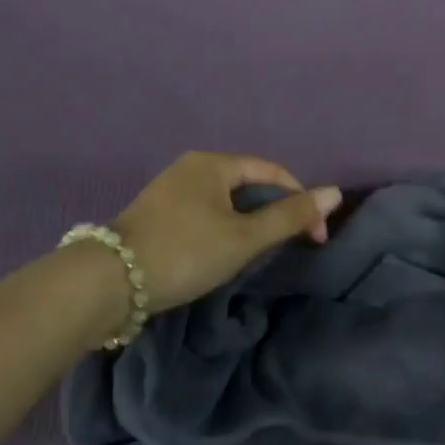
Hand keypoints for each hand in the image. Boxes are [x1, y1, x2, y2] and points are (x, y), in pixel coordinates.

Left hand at [109, 152, 341, 314]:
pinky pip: (205, 212)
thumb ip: (290, 216)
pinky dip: (224, 228)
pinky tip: (223, 252)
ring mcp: (170, 189)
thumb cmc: (185, 251)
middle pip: (249, 184)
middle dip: (274, 212)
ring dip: (250, 222)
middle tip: (289, 245)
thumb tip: (335, 193)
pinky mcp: (156, 214)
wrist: (109, 282)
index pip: (272, 172)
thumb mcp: (244, 237)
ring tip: (259, 252)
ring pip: (226, 201)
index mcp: (213, 162)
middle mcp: (191, 166)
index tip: (315, 237)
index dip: (300, 200)